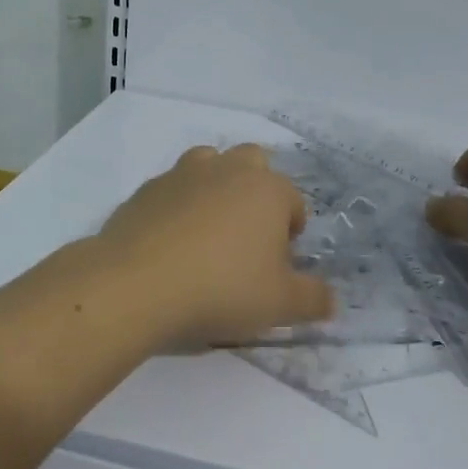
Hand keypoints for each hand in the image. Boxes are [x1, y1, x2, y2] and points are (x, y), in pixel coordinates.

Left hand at [96, 144, 335, 346]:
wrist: (137, 285)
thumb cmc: (222, 289)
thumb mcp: (281, 305)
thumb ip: (314, 299)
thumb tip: (330, 299)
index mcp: (267, 189)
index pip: (293, 202)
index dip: (291, 233)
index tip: (278, 266)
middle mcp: (227, 170)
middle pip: (253, 163)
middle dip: (257, 191)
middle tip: (247, 238)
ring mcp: (182, 174)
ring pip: (209, 164)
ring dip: (215, 187)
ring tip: (209, 232)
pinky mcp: (145, 190)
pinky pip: (172, 190)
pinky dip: (177, 207)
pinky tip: (171, 244)